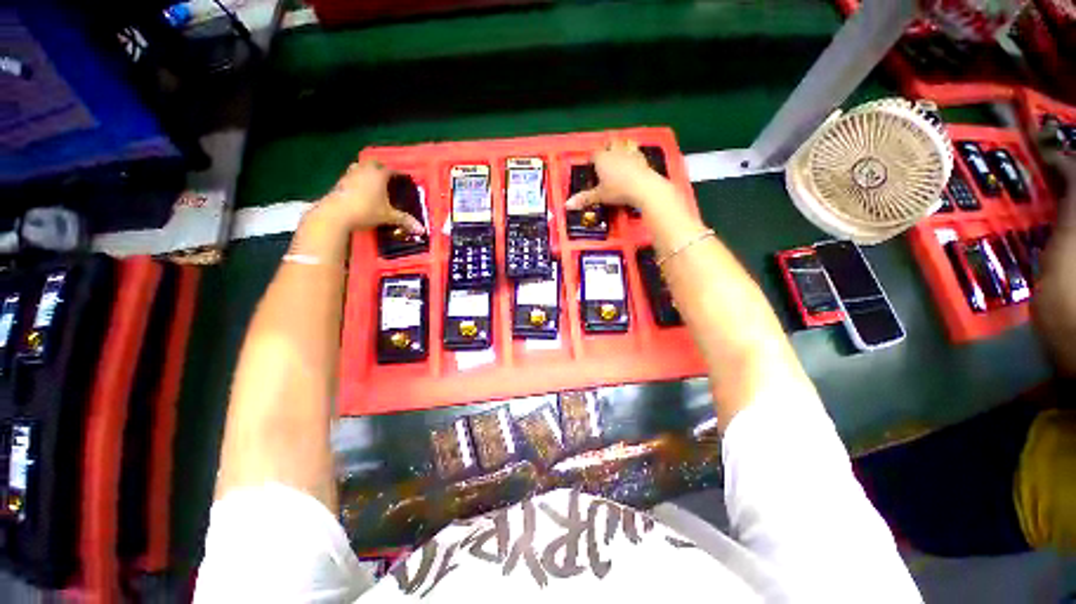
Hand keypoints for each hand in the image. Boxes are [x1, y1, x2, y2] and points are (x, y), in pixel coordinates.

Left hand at [315, 159, 425, 234]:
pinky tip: (359, 189)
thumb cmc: (366, 211)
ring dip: (366, 170)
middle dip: (380, 167)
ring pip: (360, 166)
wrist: (336, 214)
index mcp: (379, 175)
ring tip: (372, 180)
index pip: (392, 170)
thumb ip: (405, 220)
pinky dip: (357, 179)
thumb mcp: (388, 217)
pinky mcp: (339, 182)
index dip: (399, 174)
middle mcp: (365, 170)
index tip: (404, 178)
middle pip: (373, 163)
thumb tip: (422, 229)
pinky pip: (351, 175)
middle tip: (387, 176)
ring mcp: (350, 174)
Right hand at [564, 140, 671, 212]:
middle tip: (606, 156)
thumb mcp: (599, 196)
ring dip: (622, 147)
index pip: (594, 154)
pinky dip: (634, 154)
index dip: (591, 159)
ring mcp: (630, 152)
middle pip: (610, 143)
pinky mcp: (643, 157)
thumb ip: (584, 199)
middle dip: (607, 147)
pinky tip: (634, 161)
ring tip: (620, 155)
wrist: (643, 187)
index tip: (591, 165)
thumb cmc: (618, 190)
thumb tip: (567, 205)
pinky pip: (637, 151)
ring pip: (624, 143)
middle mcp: (615, 151)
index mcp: (602, 159)